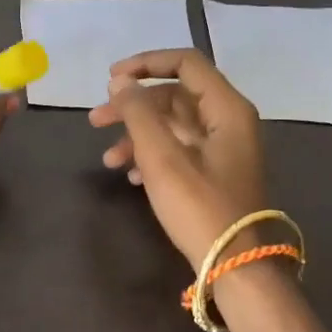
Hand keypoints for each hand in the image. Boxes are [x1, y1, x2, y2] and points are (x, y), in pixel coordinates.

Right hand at [89, 49, 266, 268]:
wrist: (235, 267)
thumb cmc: (200, 208)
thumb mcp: (163, 158)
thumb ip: (139, 113)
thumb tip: (120, 81)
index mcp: (226, 109)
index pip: (185, 63)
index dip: (145, 64)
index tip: (110, 79)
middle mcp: (229, 121)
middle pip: (174, 95)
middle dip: (133, 106)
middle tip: (95, 120)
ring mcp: (223, 149)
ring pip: (173, 125)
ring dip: (137, 135)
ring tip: (107, 159)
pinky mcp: (215, 173)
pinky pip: (178, 149)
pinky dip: (151, 155)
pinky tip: (131, 176)